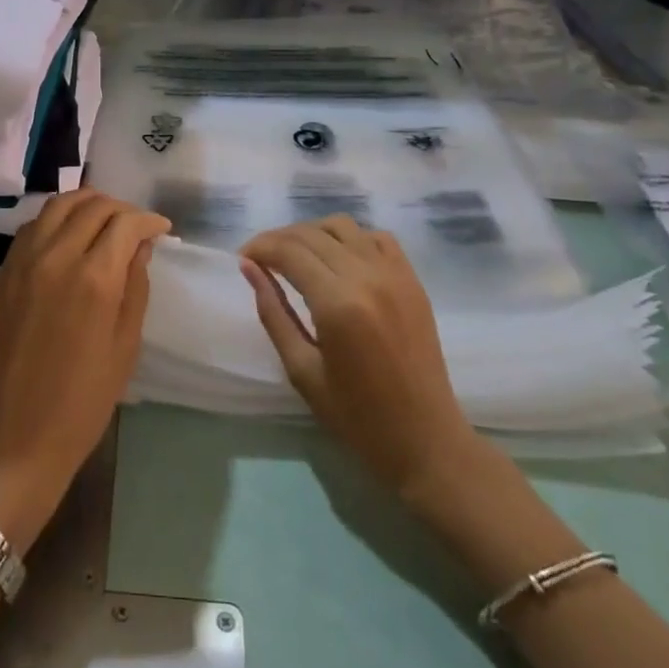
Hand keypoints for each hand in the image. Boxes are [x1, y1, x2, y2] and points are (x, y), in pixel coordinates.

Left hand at [0, 190, 169, 549]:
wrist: (16, 434)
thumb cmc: (83, 400)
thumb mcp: (125, 345)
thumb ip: (135, 286)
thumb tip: (140, 246)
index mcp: (94, 277)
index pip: (125, 223)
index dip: (148, 220)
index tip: (161, 228)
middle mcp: (56, 256)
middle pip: (93, 206)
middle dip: (121, 209)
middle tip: (135, 227)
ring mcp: (24, 260)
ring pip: (59, 205)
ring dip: (87, 204)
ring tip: (104, 221)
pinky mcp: (4, 271)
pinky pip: (34, 225)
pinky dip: (57, 218)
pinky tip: (69, 235)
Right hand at [241, 216, 481, 506]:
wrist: (426, 441)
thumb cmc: (357, 417)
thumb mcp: (302, 370)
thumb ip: (273, 313)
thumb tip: (249, 268)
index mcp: (337, 304)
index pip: (288, 250)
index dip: (259, 247)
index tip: (242, 258)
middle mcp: (367, 277)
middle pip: (311, 233)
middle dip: (278, 238)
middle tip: (260, 258)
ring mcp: (395, 274)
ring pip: (343, 226)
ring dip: (312, 233)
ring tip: (296, 256)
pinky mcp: (412, 280)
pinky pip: (376, 237)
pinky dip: (350, 238)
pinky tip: (338, 260)